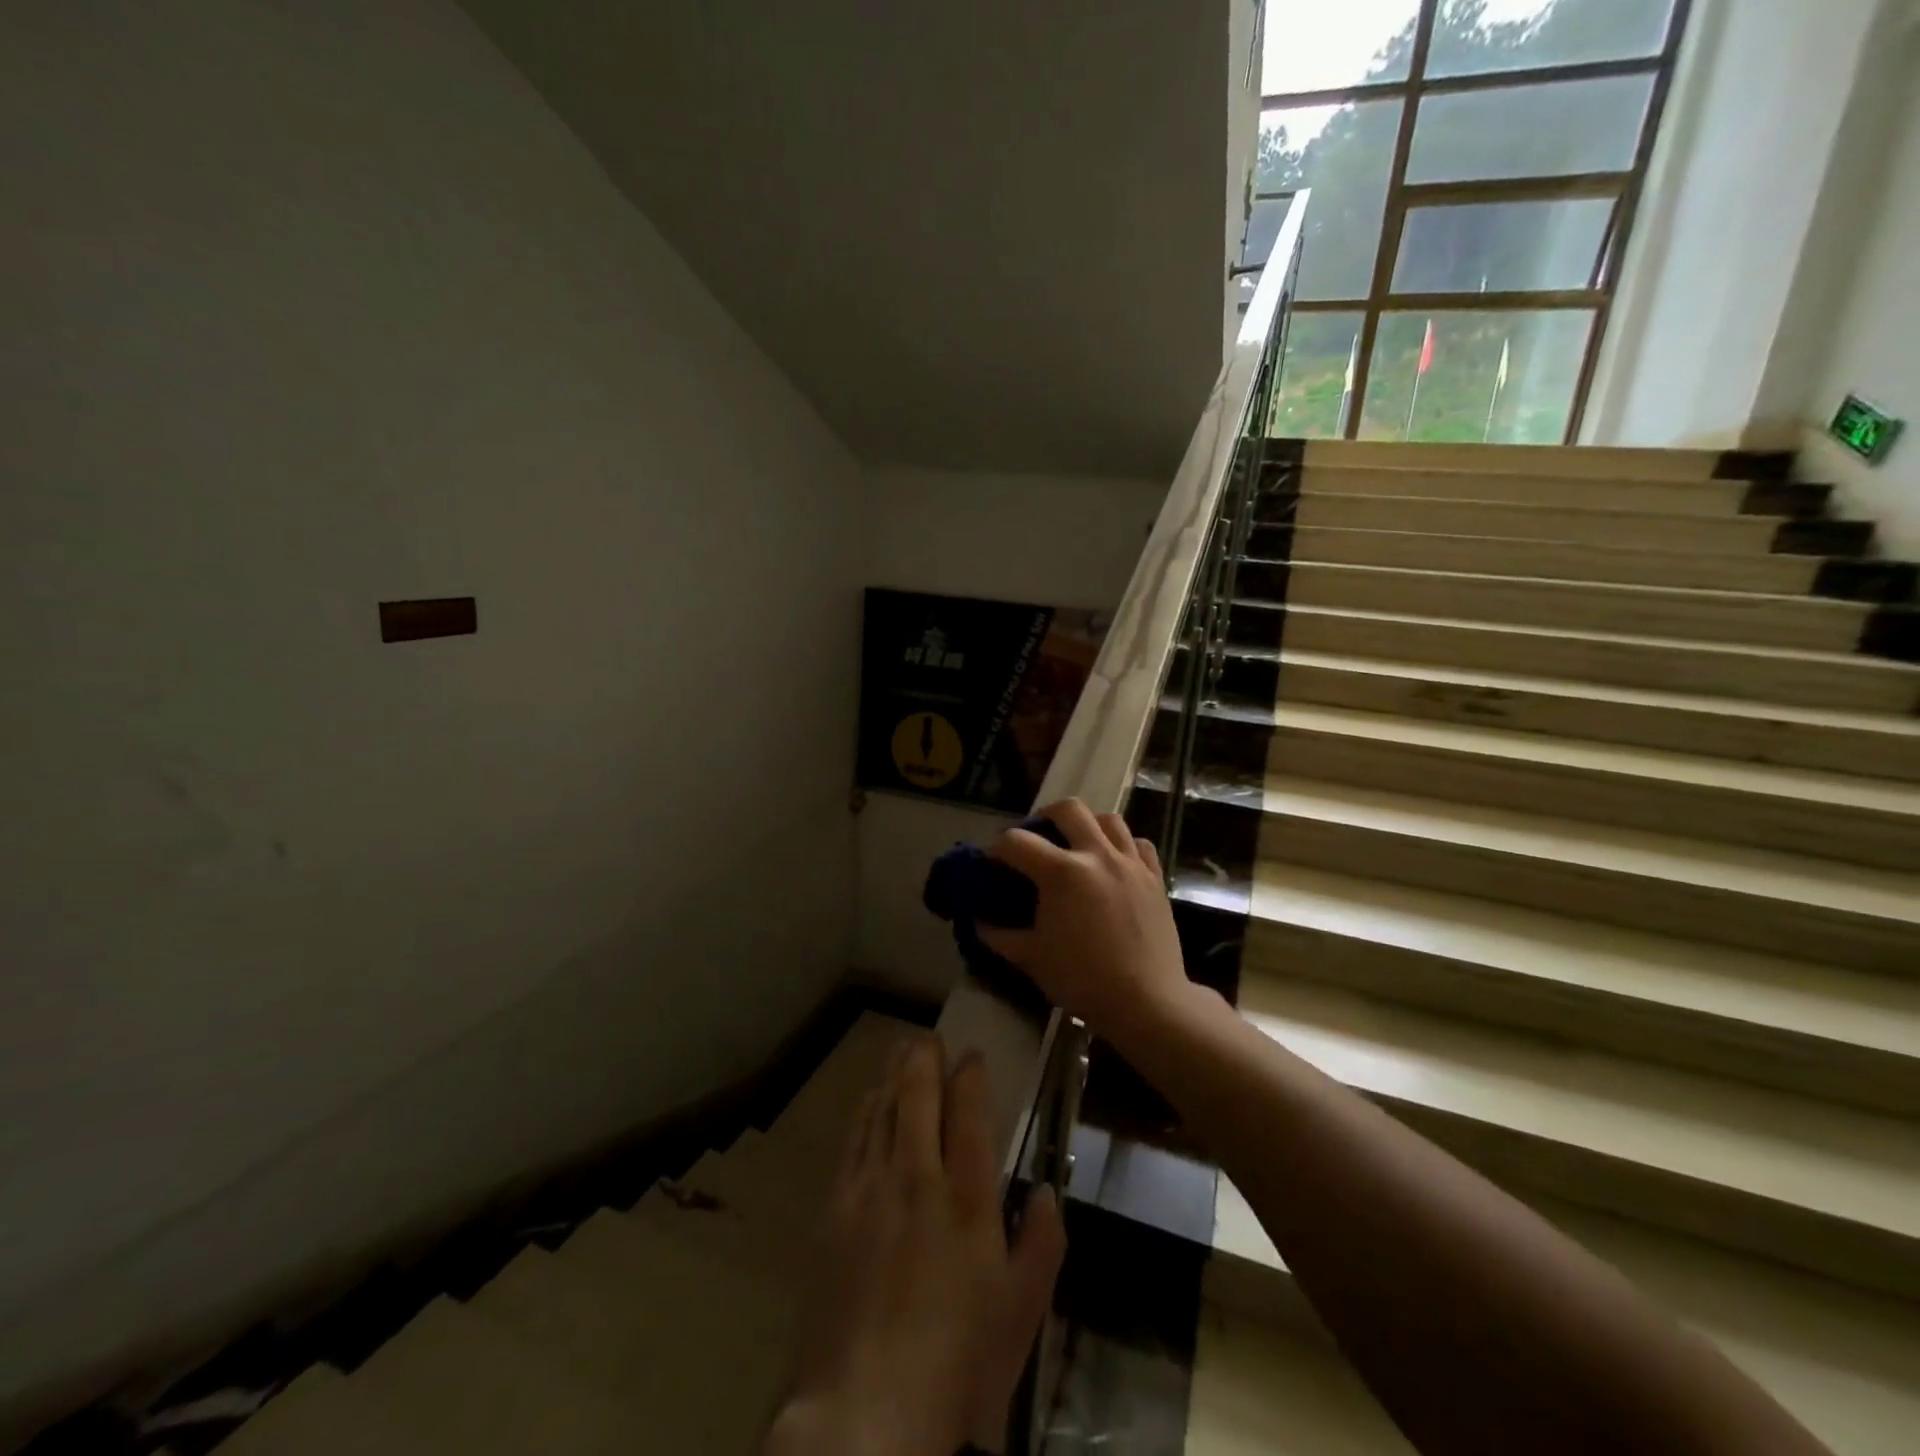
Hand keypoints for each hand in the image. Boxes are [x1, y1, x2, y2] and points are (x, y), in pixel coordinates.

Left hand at [768, 1037, 1066, 1455]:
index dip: (971, 1075)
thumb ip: (1042, 1244)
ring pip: (882, 1108)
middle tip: (930, 1036)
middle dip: (926, 1057)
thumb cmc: (958, 1363)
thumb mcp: (1022, 1313)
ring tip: (901, 1052)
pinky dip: (865, 1110)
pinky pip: (853, 1140)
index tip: (973, 1056)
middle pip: (919, 1094)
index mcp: (967, 1198)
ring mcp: (870, 1188)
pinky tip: (869, 1102)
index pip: (970, 1112)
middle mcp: (917, 1177)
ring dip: (894, 1075)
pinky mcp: (835, 1208)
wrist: (865, 1410)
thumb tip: (1049, 1190)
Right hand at [976, 799, 1190, 1053]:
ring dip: (1087, 824)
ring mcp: (1130, 863)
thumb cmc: (1082, 980)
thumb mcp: (1031, 958)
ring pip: (1109, 819)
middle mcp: (1097, 855)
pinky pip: (1139, 844)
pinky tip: (1114, 861)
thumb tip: (979, 922)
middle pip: (1068, 809)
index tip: (991, 862)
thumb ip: (999, 936)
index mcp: (1061, 872)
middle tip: (1036, 837)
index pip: (1017, 842)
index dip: (996, 848)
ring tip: (1077, 844)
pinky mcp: (1155, 878)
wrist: (1146, 1002)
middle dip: (1044, 816)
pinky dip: (1124, 844)